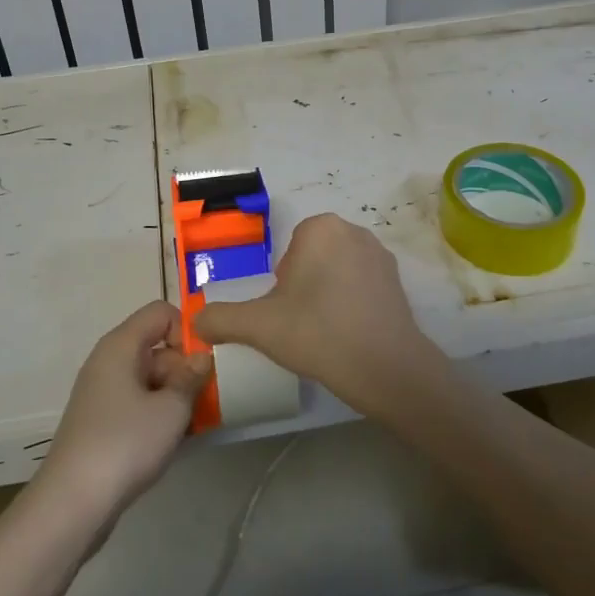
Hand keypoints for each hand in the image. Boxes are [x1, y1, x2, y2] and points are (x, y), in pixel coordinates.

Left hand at [39, 300, 210, 519]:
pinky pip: (137, 402)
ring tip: (194, 424)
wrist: (72, 504)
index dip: (186, 331)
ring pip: (150, 378)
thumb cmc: (125, 444)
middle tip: (205, 400)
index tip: (202, 365)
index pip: (161, 312)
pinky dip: (158, 414)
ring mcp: (102, 392)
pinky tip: (173, 440)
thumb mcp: (171, 409)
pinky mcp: (101, 421)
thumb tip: (201, 357)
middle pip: (156, 345)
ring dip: (175, 395)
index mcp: (120, 346)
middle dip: (185, 368)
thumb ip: (192, 377)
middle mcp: (108, 361)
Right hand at [197, 214, 447, 416]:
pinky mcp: (398, 280)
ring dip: (328, 295)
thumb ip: (221, 319)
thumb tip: (196, 323)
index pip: (288, 253)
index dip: (282, 285)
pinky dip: (353, 304)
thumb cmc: (317, 333)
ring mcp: (380, 254)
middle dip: (304, 288)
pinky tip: (350, 334)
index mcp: (320, 228)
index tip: (287, 313)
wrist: (384, 367)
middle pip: (313, 259)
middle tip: (303, 324)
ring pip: (337, 272)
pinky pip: (362, 286)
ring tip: (326, 332)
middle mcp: (353, 230)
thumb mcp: (258, 326)